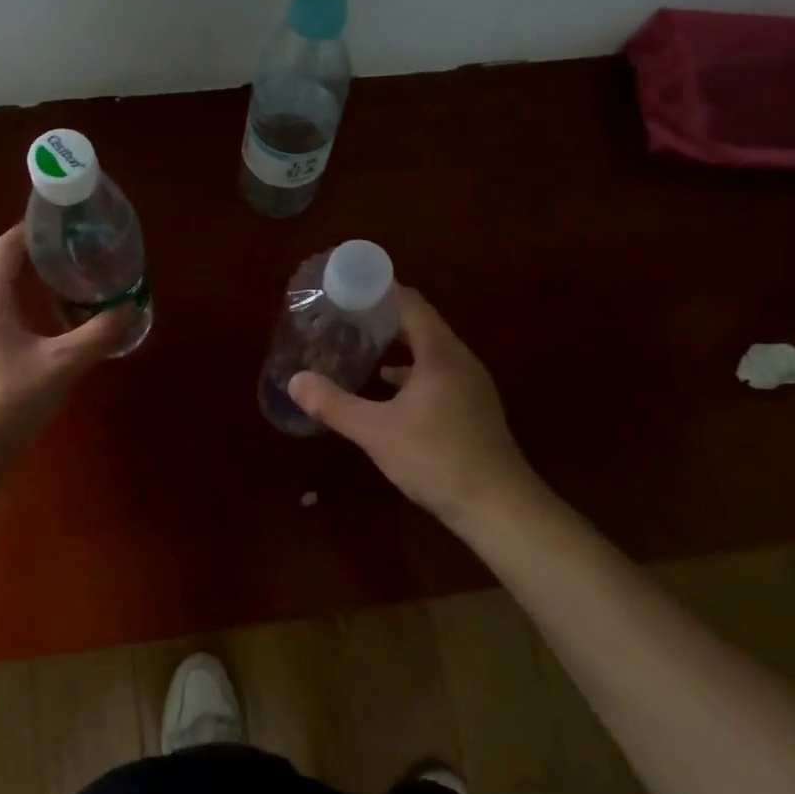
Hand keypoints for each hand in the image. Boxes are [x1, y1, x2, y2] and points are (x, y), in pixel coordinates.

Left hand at [0, 225, 130, 461]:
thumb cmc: (8, 402)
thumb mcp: (61, 366)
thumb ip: (98, 335)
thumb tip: (130, 310)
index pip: (3, 248)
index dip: (28, 230)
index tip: (60, 222)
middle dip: (25, 250)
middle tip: (64, 246)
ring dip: (16, 276)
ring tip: (53, 275)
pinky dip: (11, 301)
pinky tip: (34, 319)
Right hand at [288, 286, 539, 522]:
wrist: (499, 507)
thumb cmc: (437, 459)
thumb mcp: (376, 431)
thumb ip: (334, 405)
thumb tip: (295, 381)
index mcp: (440, 354)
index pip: (411, 304)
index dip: (381, 290)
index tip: (349, 286)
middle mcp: (459, 360)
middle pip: (421, 324)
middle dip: (384, 317)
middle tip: (346, 315)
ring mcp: (470, 385)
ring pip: (430, 351)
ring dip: (398, 345)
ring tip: (361, 345)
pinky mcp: (472, 408)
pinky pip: (437, 374)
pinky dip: (411, 372)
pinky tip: (389, 388)